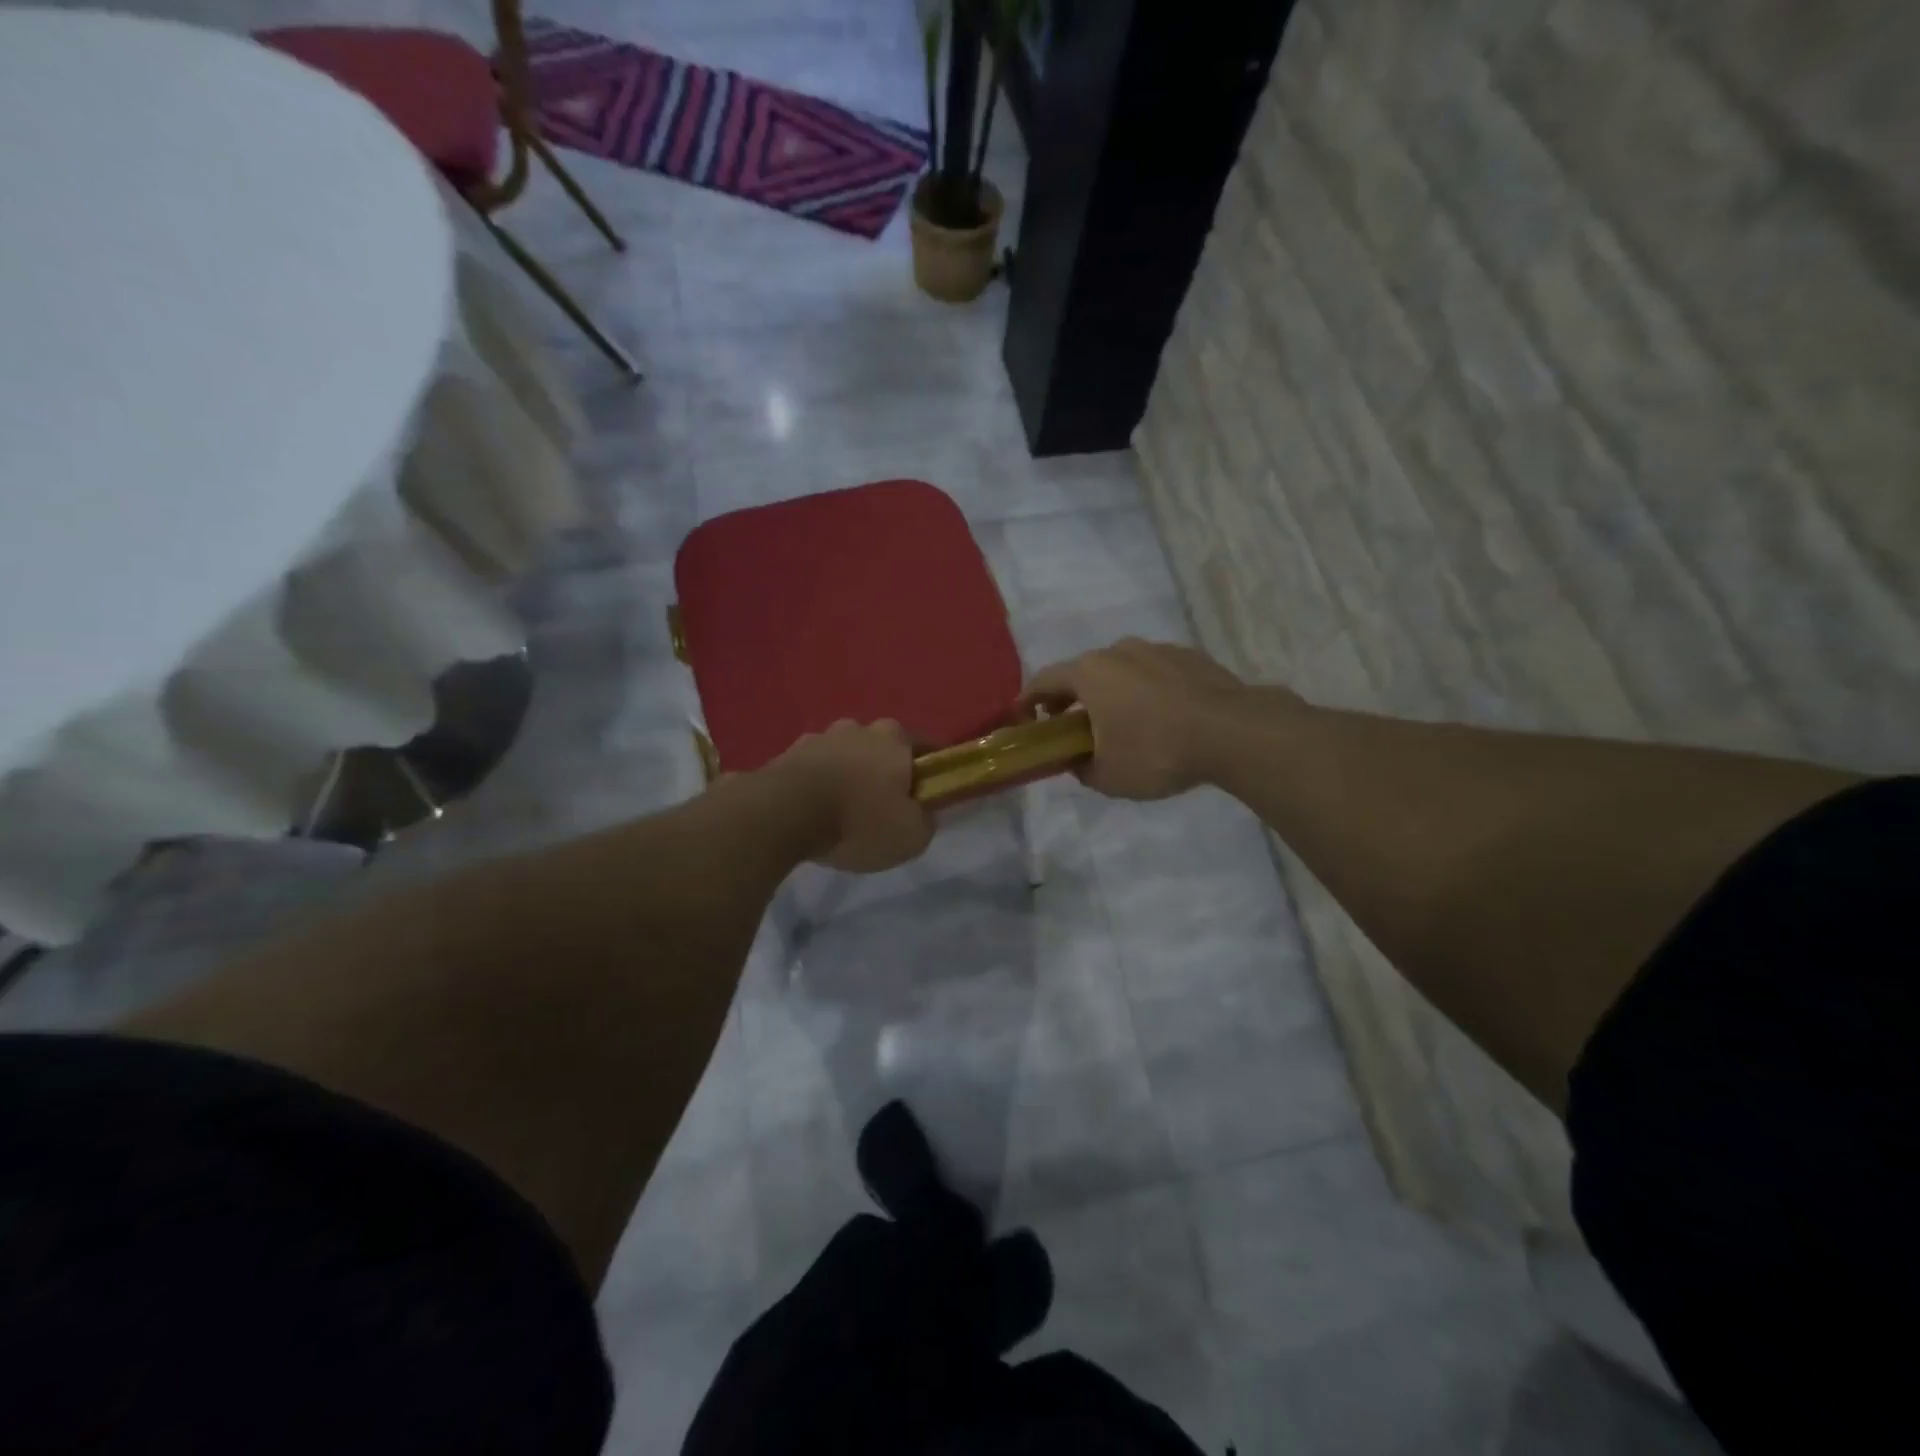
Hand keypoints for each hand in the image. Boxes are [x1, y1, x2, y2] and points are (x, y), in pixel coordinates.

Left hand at [764, 720, 934, 871]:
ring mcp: (819, 737)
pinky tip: (813, 811)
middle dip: (883, 770)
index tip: (926, 794)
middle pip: (880, 747)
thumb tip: (921, 813)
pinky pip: (812, 769)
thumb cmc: (858, 820)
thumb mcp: (910, 836)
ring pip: (843, 755)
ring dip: (846, 775)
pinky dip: (816, 784)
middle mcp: (858, 728)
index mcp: (895, 739)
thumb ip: (924, 821)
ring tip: (842, 811)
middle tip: (881, 805)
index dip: (928, 771)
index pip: (924, 747)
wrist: (784, 815)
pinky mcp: (786, 753)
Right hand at [1019, 639, 1248, 799]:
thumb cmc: (1156, 751)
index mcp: (1090, 673)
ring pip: (1122, 671)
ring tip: (1121, 724)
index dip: (1029, 700)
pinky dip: (1146, 691)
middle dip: (1071, 698)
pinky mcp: (1190, 657)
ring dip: (1112, 693)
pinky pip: (1155, 674)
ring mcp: (1157, 650)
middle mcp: (1119, 651)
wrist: (1232, 732)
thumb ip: (1081, 769)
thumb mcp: (1107, 776)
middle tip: (1070, 726)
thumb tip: (1078, 761)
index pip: (1045, 681)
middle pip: (1083, 673)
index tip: (1023, 717)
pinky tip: (1160, 718)